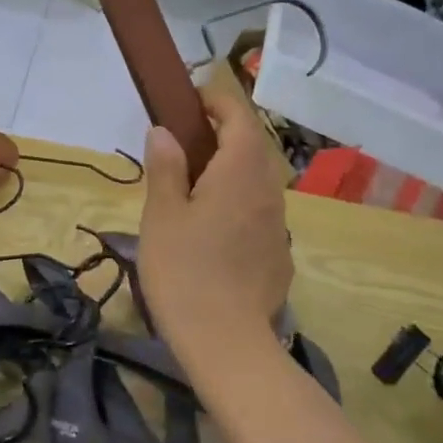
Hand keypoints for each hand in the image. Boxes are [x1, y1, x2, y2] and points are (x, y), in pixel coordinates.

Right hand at [138, 86, 292, 372]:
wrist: (226, 342)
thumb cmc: (184, 270)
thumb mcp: (162, 215)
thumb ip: (165, 168)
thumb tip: (164, 131)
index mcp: (239, 172)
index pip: (238, 116)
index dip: (216, 100)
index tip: (188, 100)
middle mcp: (268, 190)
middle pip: (251, 146)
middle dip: (221, 134)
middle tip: (182, 144)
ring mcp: (279, 224)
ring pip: (257, 181)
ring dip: (230, 170)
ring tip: (192, 187)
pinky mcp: (279, 253)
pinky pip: (259, 213)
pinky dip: (237, 204)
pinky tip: (212, 231)